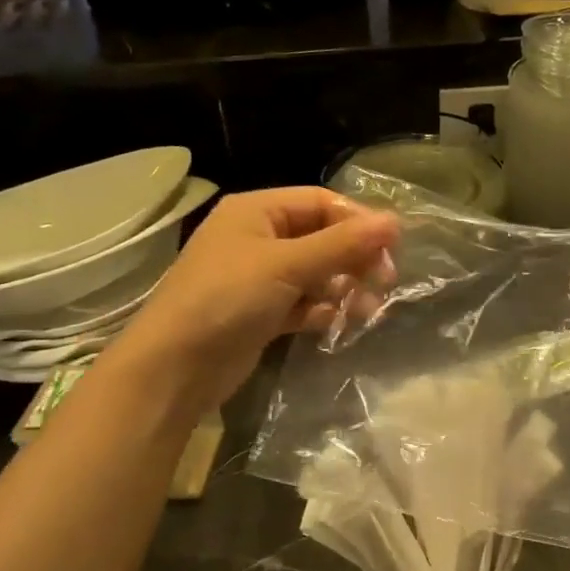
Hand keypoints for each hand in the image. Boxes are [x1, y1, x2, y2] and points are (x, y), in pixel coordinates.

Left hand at [116, 187, 397, 408]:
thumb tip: (395, 221)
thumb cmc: (226, 300)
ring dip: (343, 287)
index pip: (321, 202)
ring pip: (316, 273)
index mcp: (257, 211)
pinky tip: (334, 323)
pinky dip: (322, 310)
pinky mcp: (261, 312)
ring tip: (367, 309)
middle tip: (386, 280)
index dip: (359, 221)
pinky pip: (303, 302)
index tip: (394, 247)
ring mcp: (259, 277)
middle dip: (354, 258)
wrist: (174, 368)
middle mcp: (258, 237)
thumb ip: (342, 244)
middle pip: (322, 237)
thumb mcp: (287, 265)